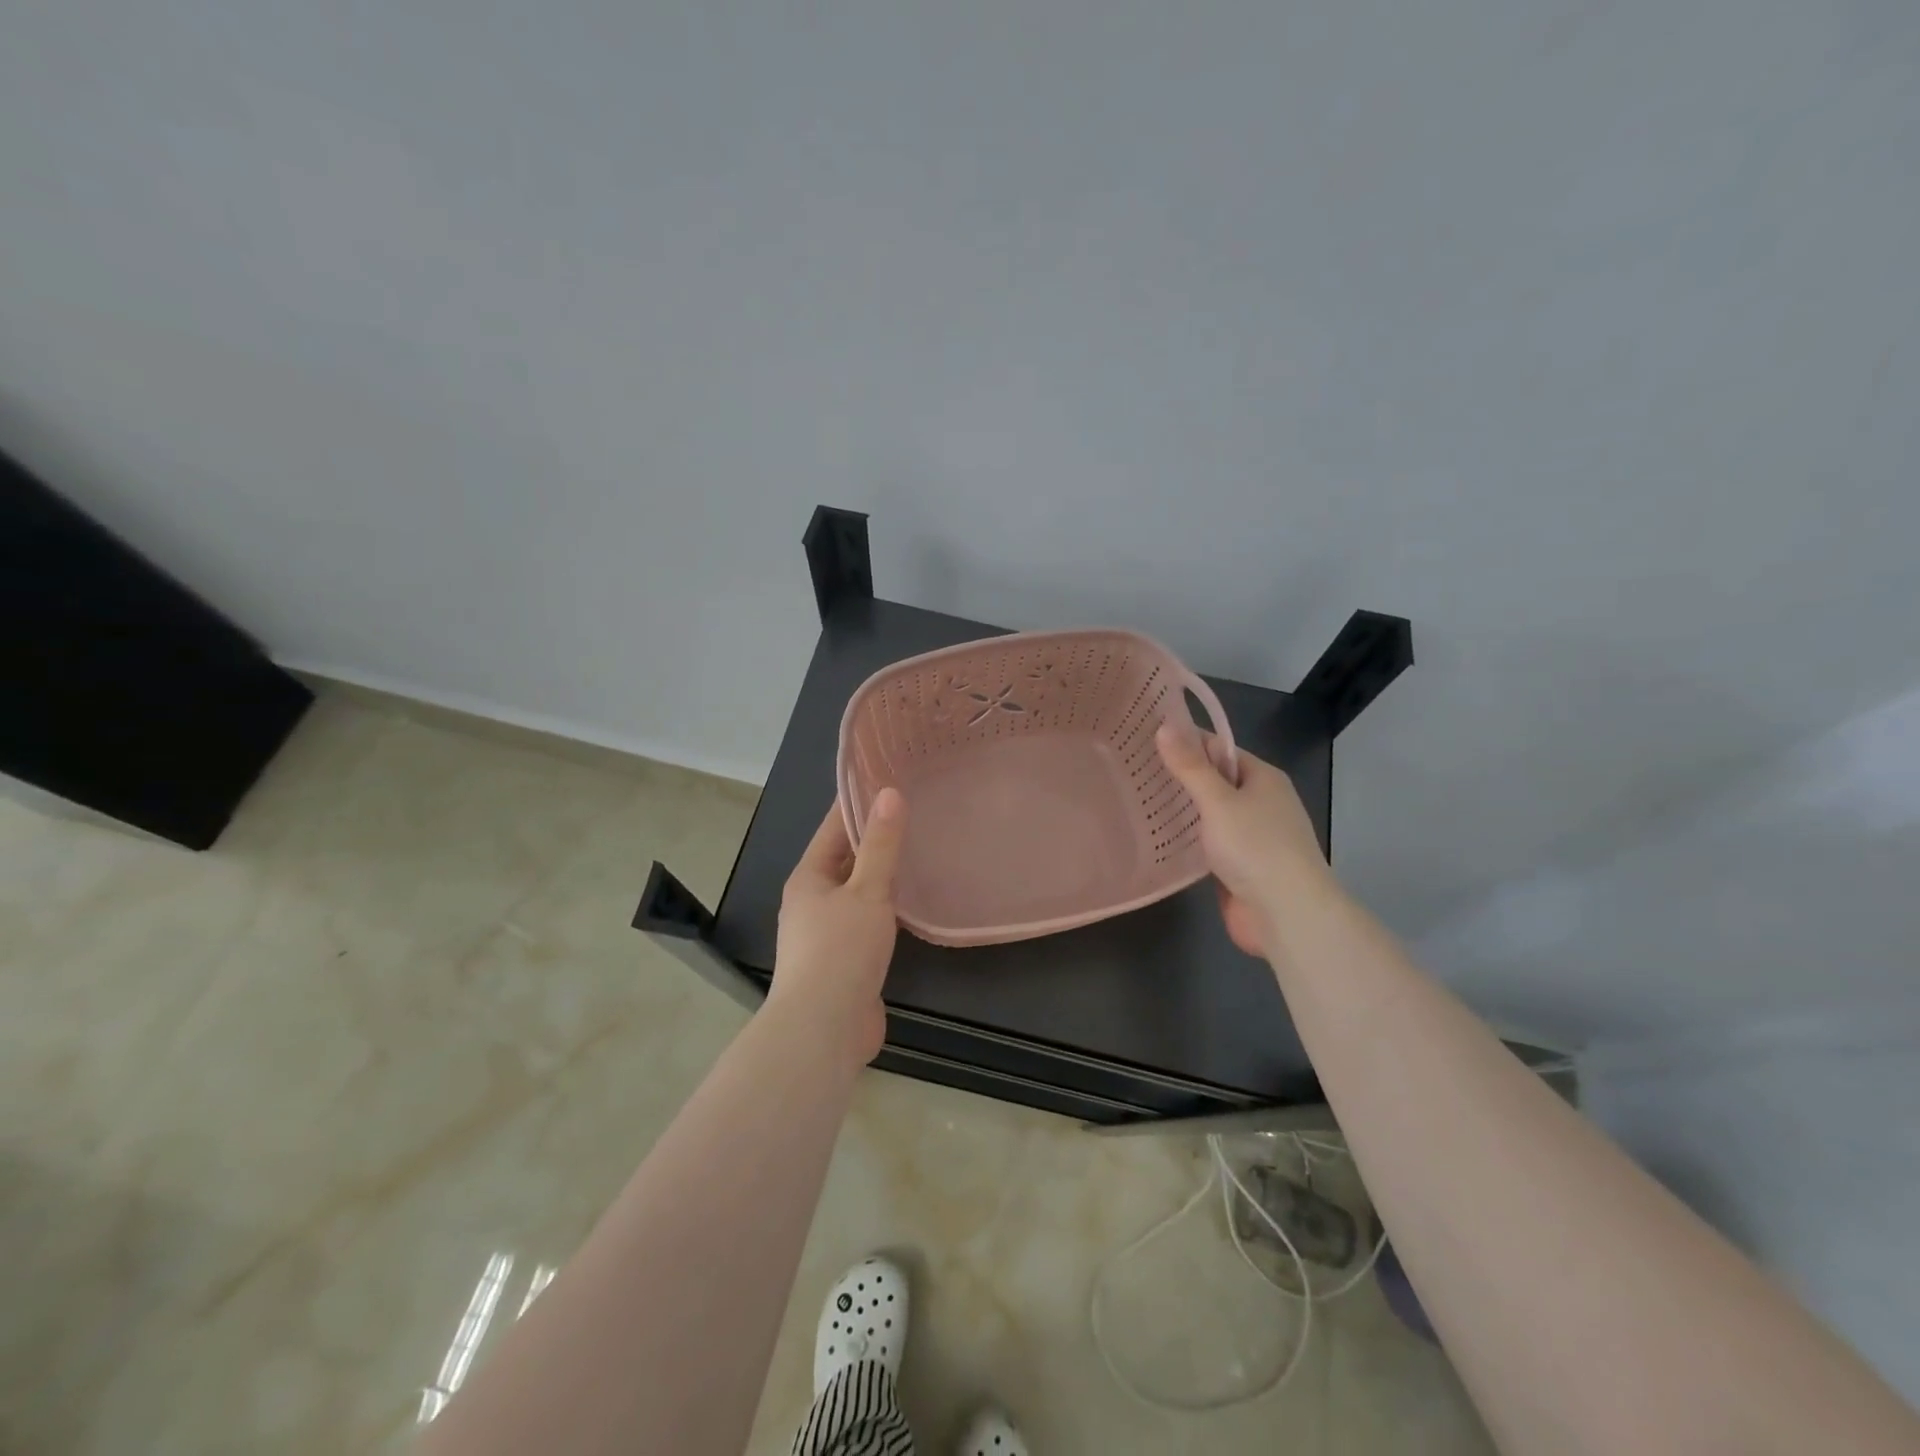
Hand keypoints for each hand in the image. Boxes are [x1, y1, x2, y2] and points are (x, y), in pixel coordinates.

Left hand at [769, 789, 908, 1062]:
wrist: (823, 1030)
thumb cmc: (840, 951)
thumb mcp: (866, 891)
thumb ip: (881, 845)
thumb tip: (889, 793)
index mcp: (809, 878)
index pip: (833, 828)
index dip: (857, 803)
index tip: (886, 779)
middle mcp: (812, 901)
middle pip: (845, 859)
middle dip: (874, 839)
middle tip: (914, 813)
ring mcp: (826, 934)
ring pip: (857, 893)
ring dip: (882, 876)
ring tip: (920, 852)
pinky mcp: (844, 961)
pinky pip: (867, 922)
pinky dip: (887, 908)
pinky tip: (913, 905)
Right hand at [1155, 722, 1330, 960]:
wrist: (1287, 915)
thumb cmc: (1256, 847)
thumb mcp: (1219, 801)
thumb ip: (1190, 767)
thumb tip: (1164, 725)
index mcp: (1263, 778)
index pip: (1219, 749)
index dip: (1185, 741)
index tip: (1145, 736)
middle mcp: (1259, 803)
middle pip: (1213, 781)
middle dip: (1177, 776)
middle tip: (1130, 768)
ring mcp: (1249, 836)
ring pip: (1208, 814)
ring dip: (1178, 809)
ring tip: (1132, 797)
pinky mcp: (1237, 866)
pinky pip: (1206, 843)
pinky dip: (1184, 839)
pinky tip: (1153, 835)